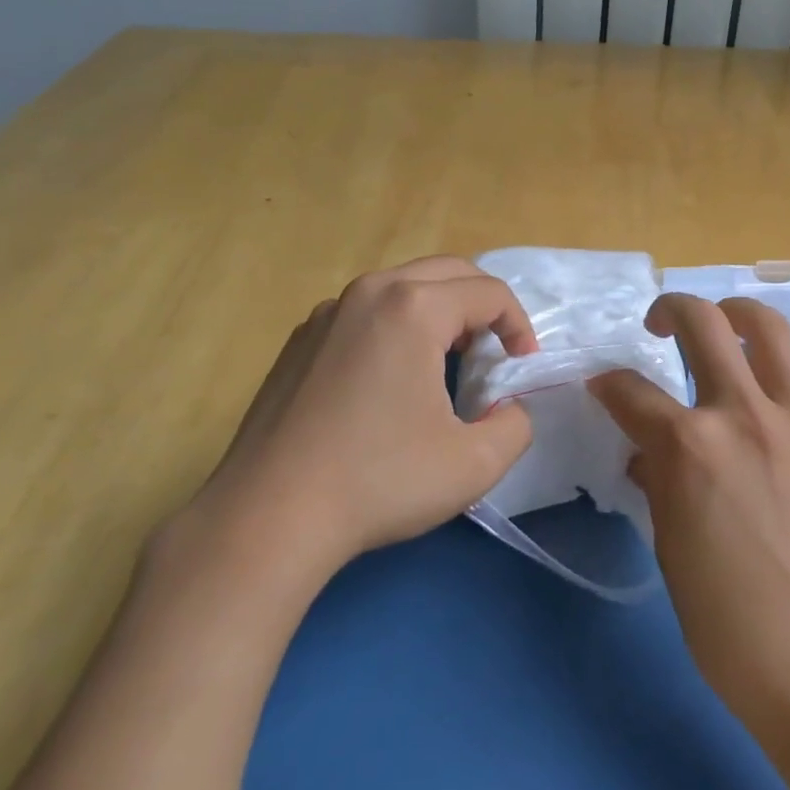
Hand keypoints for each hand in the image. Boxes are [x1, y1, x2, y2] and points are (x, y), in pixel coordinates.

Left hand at [185, 256, 538, 585]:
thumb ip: (516, 425)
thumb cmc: (378, 482)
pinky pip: (366, 310)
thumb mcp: (473, 464)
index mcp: (414, 307)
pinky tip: (388, 379)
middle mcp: (371, 291)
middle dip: (482, 306)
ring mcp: (330, 310)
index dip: (519, 326)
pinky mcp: (302, 336)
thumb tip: (509, 406)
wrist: (267, 517)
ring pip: (405, 285)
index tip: (522, 368)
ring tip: (447, 361)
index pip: (489, 293)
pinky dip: (396, 324)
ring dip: (440, 311)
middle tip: (492, 353)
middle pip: (449, 272)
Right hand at [590, 295, 789, 745]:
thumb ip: (658, 485)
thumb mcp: (673, 554)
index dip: (607, 385)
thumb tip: (648, 454)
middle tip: (660, 324)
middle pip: (702, 323)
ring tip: (727, 327)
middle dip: (670, 309)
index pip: (630, 391)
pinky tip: (786, 384)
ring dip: (737, 315)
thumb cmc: (736, 630)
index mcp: (689, 448)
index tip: (603, 388)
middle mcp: (742, 414)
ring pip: (769, 327)